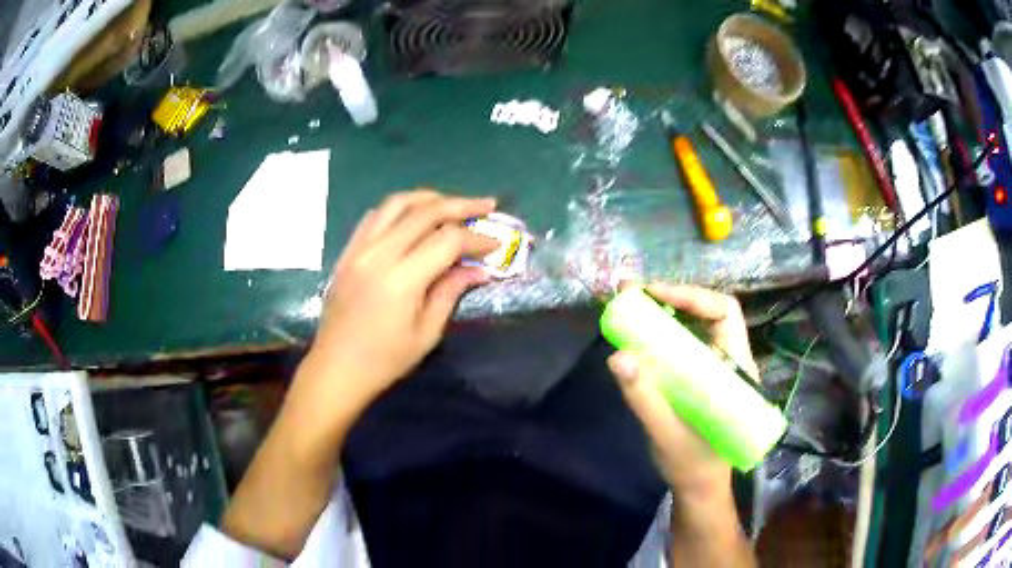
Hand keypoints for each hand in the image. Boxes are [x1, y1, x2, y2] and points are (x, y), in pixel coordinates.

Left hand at [298, 190, 498, 415]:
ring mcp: (358, 249)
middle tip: (486, 205)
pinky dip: (400, 208)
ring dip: (429, 197)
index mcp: (401, 279)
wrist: (335, 368)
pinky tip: (414, 216)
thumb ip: (451, 293)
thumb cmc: (384, 360)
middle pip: (425, 211)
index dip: (475, 239)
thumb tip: (478, 270)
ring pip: (397, 203)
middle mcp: (378, 254)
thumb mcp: (426, 333)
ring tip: (452, 203)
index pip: (447, 240)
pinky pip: (375, 216)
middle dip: (461, 205)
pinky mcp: (347, 251)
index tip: (495, 244)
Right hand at [607, 283, 757, 495]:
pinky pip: (682, 346)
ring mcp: (714, 369)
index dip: (693, 296)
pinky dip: (660, 334)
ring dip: (664, 312)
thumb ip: (645, 398)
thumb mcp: (667, 434)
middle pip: (707, 312)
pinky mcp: (699, 379)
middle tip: (632, 292)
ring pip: (694, 327)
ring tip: (630, 305)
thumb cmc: (693, 464)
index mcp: (736, 368)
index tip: (656, 294)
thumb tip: (617, 357)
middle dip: (672, 297)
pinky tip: (638, 335)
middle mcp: (729, 360)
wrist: (699, 487)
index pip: (725, 312)